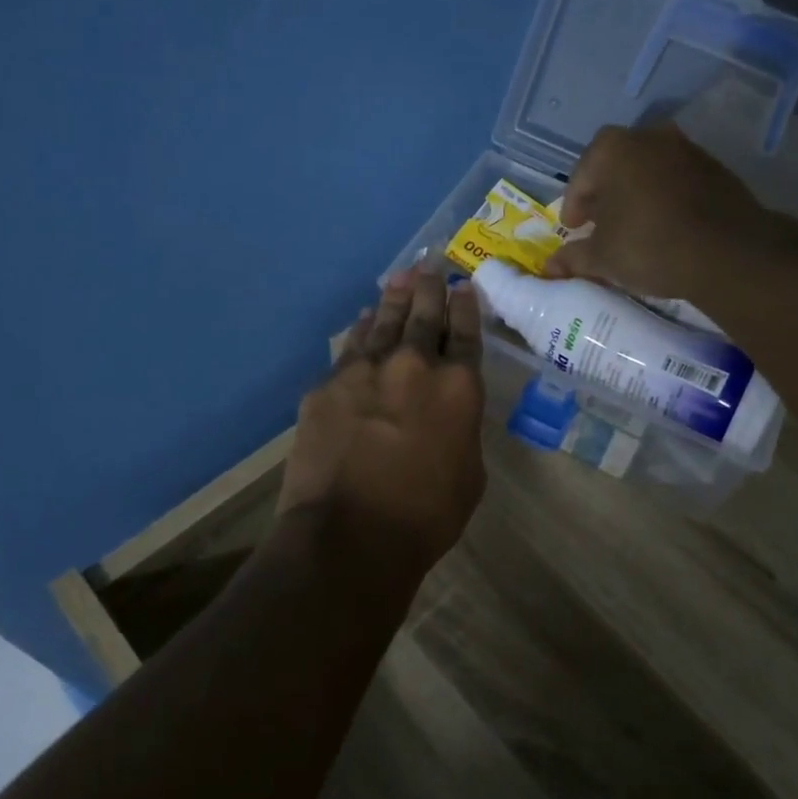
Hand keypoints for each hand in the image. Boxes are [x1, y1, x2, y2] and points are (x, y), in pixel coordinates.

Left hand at [278, 267, 486, 576]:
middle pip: (424, 314)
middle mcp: (414, 366)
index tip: (463, 285)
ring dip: (394, 297)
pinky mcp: (328, 385)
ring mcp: (366, 370)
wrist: (349, 535)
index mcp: (459, 387)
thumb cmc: (425, 516)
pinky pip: (351, 347)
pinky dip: (361, 330)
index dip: (466, 306)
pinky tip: (364, 319)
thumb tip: (448, 413)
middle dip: (430, 287)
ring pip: (385, 321)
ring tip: (400, 277)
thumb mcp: (469, 474)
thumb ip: (462, 430)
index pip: (465, 333)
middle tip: (430, 263)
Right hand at [543, 124, 788, 298]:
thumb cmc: (649, 246)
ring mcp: (687, 149)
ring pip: (648, 170)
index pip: (581, 177)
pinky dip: (665, 197)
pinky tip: (666, 226)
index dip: (573, 206)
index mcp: (612, 149)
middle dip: (604, 194)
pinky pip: (677, 180)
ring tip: (633, 226)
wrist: (728, 253)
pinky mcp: (716, 169)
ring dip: (636, 193)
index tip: (573, 228)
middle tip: (599, 225)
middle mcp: (649, 137)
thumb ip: (573, 257)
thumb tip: (549, 268)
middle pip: (615, 166)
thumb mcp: (602, 257)